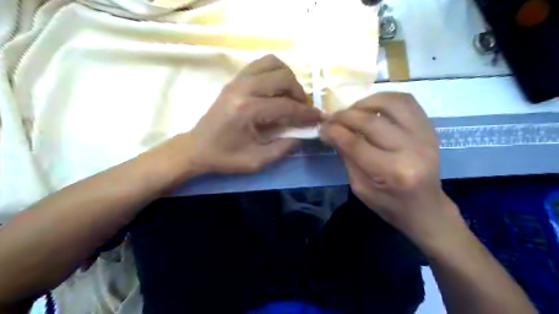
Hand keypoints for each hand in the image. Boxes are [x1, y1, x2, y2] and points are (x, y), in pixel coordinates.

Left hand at [185, 56, 320, 174]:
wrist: (197, 148)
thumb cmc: (226, 157)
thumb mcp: (257, 161)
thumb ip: (284, 147)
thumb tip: (304, 132)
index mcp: (248, 110)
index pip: (286, 106)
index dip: (306, 112)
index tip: (320, 117)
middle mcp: (243, 88)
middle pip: (283, 77)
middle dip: (299, 93)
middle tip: (302, 108)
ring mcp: (238, 80)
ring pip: (273, 63)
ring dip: (288, 77)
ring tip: (290, 95)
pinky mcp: (235, 79)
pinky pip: (261, 64)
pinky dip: (275, 72)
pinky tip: (277, 88)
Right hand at [321, 91, 460, 242]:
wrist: (425, 208)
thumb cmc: (390, 204)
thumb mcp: (360, 187)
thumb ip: (347, 157)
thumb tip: (332, 132)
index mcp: (391, 172)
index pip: (355, 143)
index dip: (334, 132)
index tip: (322, 128)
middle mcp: (411, 150)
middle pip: (370, 121)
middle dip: (344, 116)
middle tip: (331, 118)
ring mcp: (425, 136)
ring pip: (391, 103)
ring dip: (365, 102)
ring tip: (352, 110)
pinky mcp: (430, 129)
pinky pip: (407, 102)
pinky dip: (385, 99)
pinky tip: (372, 106)